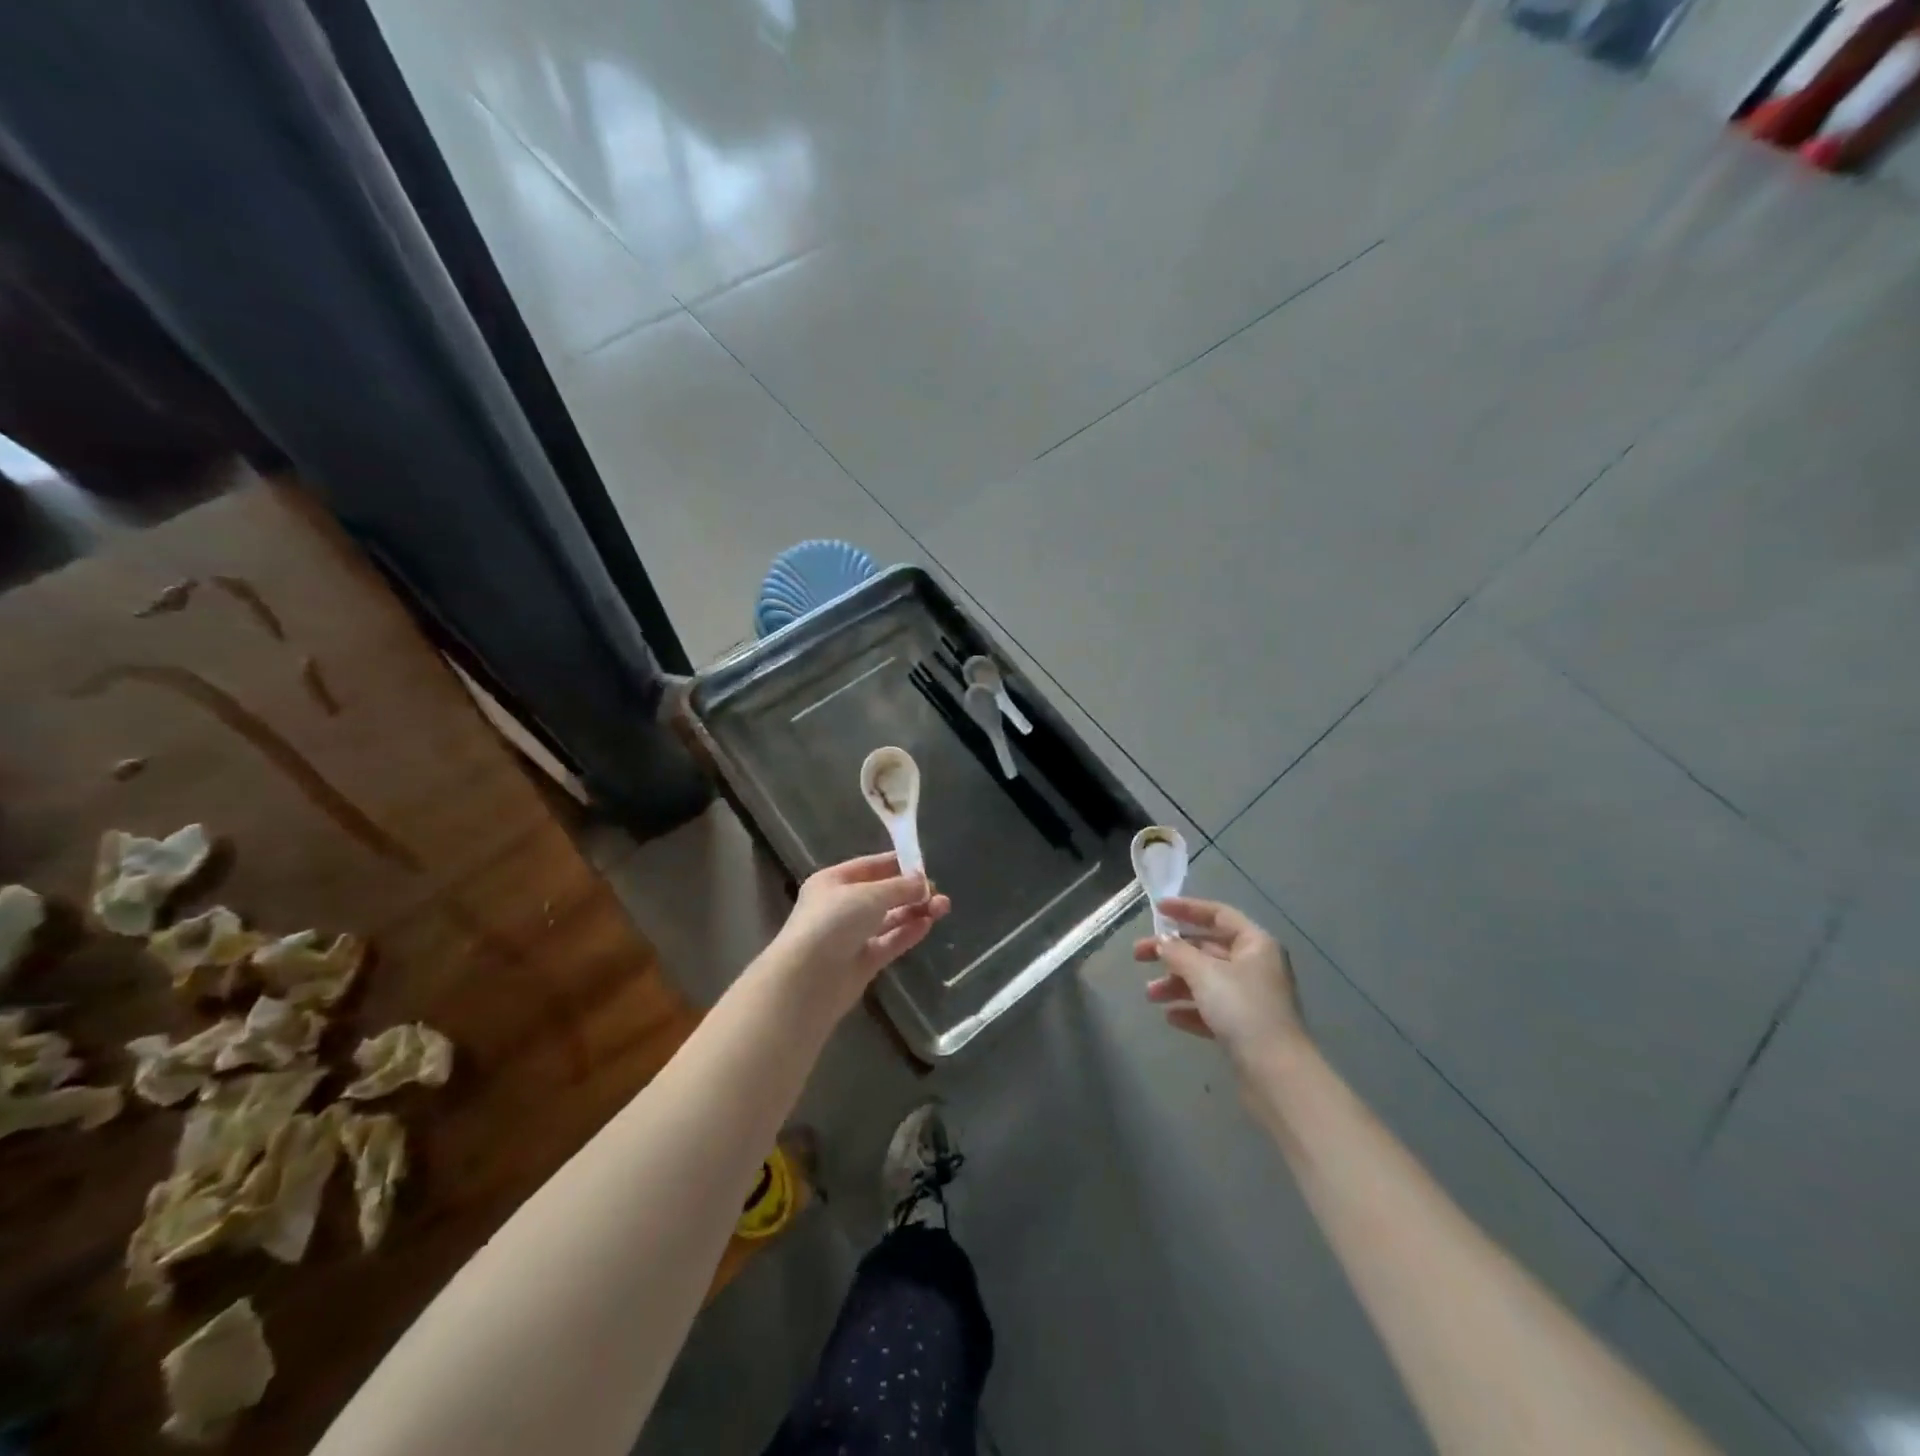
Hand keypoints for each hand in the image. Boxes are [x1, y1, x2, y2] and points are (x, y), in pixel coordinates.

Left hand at [773, 853, 950, 1012]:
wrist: (807, 980)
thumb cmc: (833, 922)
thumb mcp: (869, 894)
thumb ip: (900, 887)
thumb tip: (923, 881)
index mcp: (833, 882)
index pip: (871, 867)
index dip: (898, 865)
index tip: (926, 866)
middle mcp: (841, 906)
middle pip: (882, 894)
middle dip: (911, 891)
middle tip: (939, 892)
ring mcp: (851, 936)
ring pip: (889, 919)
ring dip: (914, 911)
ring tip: (943, 907)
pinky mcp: (862, 962)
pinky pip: (890, 942)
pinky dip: (908, 933)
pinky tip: (929, 924)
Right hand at [1133, 897, 1306, 1069]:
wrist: (1275, 1073)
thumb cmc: (1242, 1009)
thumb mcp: (1204, 974)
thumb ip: (1178, 952)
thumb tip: (1162, 941)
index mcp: (1255, 944)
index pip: (1218, 915)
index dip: (1187, 909)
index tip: (1157, 909)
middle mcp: (1256, 966)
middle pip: (1207, 950)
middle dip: (1172, 953)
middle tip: (1139, 956)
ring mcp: (1252, 999)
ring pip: (1207, 981)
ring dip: (1176, 984)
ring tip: (1150, 995)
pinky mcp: (1246, 1028)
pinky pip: (1212, 1009)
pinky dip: (1190, 1009)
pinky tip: (1170, 1018)